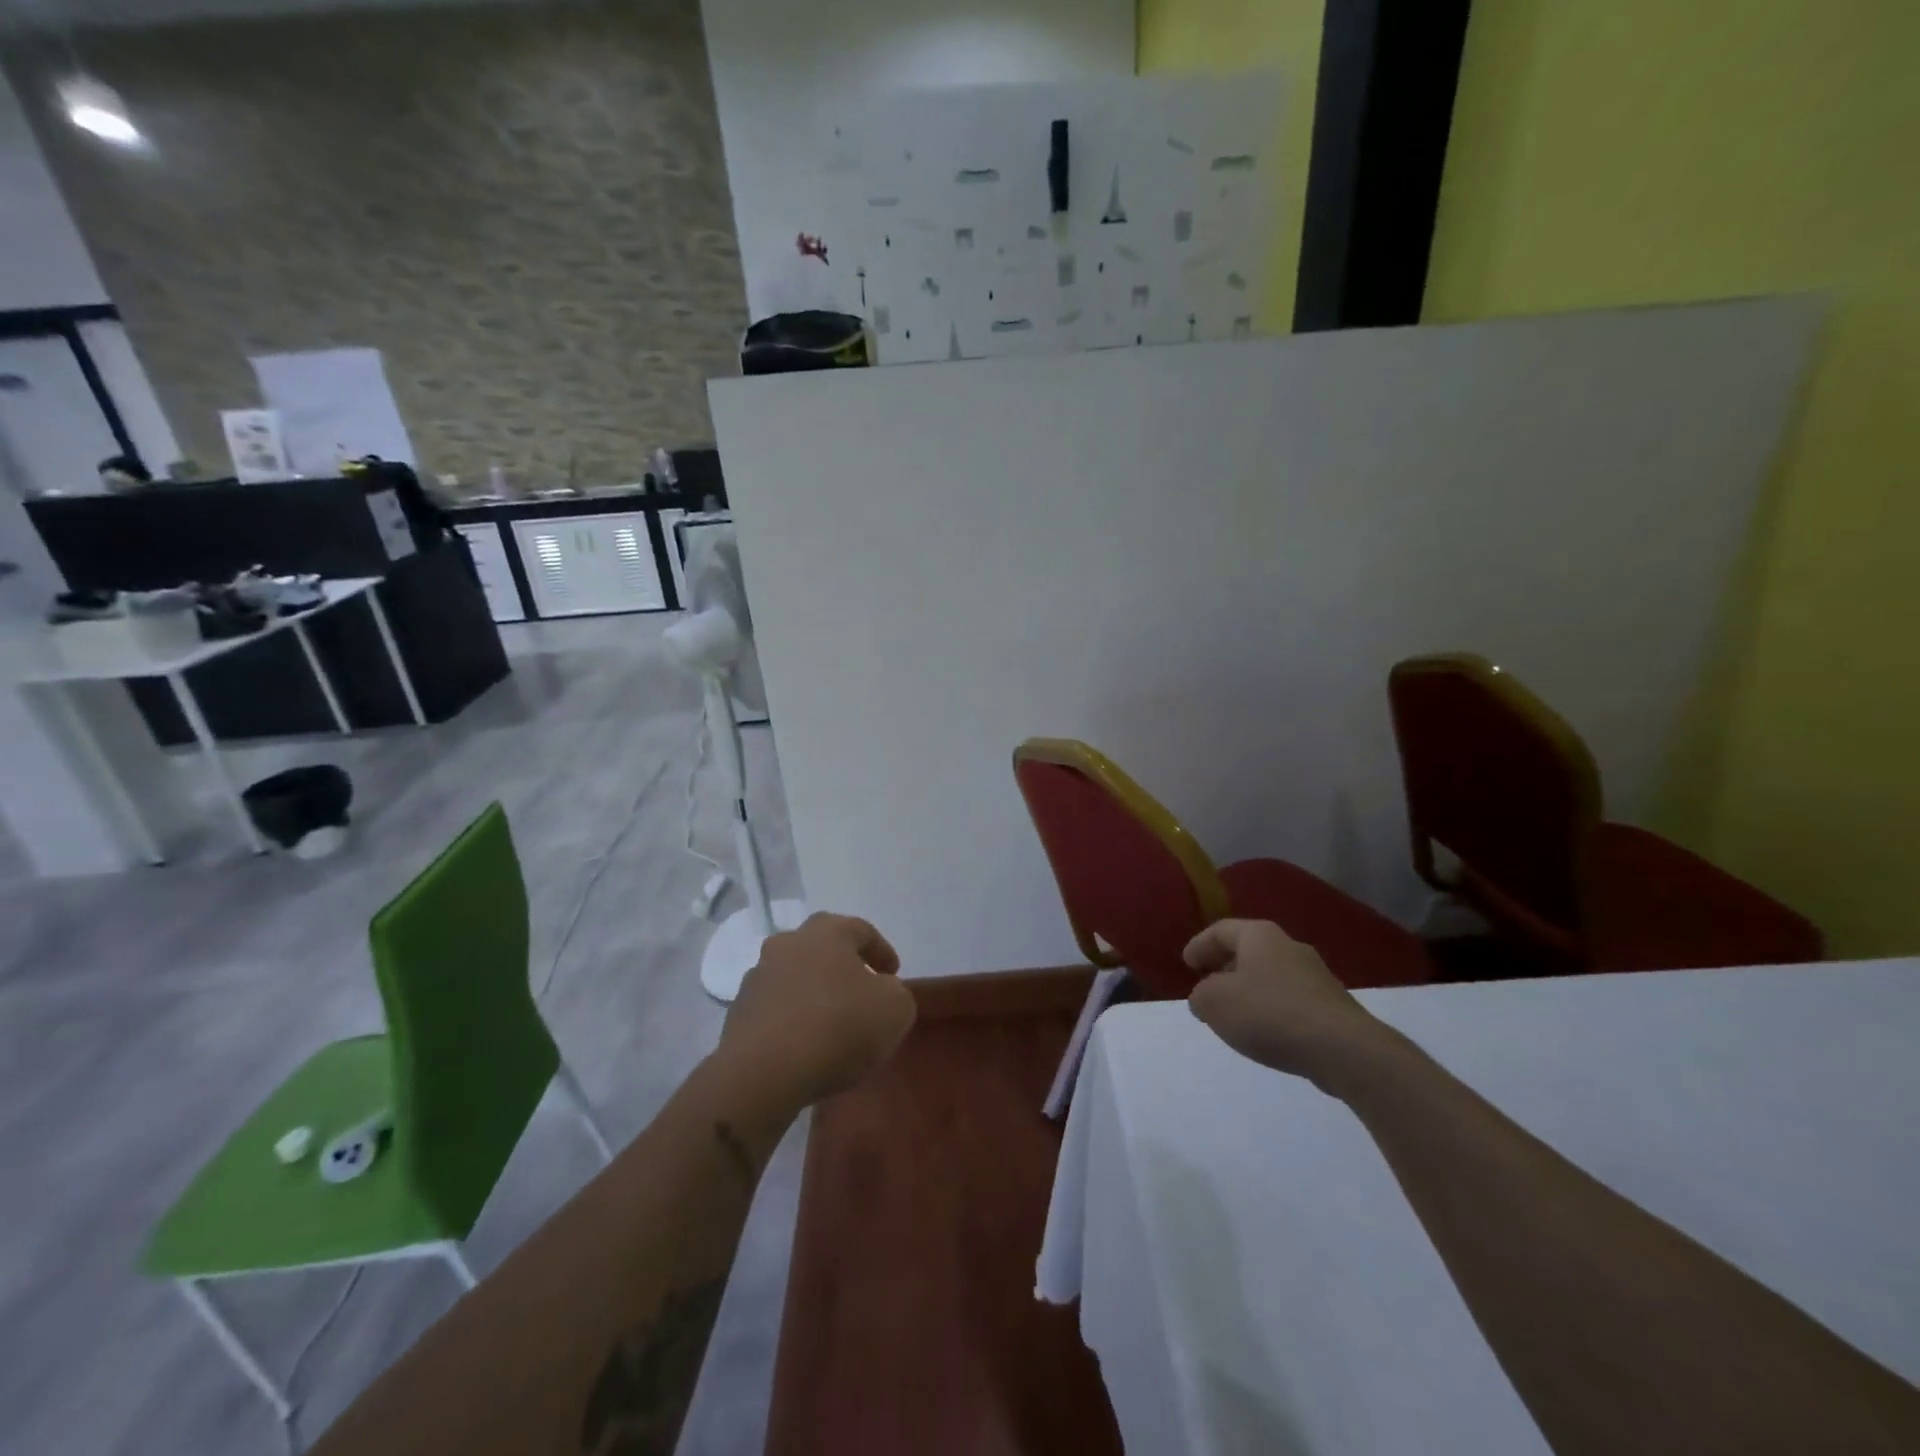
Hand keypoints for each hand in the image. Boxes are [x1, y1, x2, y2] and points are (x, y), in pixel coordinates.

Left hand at [721, 912, 916, 1106]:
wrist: (763, 1073)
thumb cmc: (838, 1027)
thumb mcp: (895, 1009)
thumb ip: (896, 993)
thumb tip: (881, 992)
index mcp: (826, 932)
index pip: (861, 930)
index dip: (881, 951)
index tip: (893, 975)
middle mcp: (787, 943)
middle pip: (822, 948)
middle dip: (843, 967)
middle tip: (862, 992)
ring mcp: (758, 977)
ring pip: (795, 977)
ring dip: (814, 992)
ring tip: (832, 1024)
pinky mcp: (738, 1013)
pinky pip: (776, 1008)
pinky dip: (793, 1019)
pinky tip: (806, 1045)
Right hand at [1185, 919, 1392, 1094]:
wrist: (1344, 1049)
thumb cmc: (1269, 1013)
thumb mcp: (1215, 1003)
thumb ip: (1200, 996)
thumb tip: (1205, 997)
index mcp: (1259, 935)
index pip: (1221, 930)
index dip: (1199, 945)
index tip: (1186, 964)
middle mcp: (1289, 946)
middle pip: (1248, 950)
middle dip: (1225, 967)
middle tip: (1207, 985)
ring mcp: (1316, 976)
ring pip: (1271, 975)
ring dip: (1249, 989)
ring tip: (1234, 1013)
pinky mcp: (1332, 1006)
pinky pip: (1290, 1000)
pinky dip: (1271, 1009)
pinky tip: (1266, 1032)